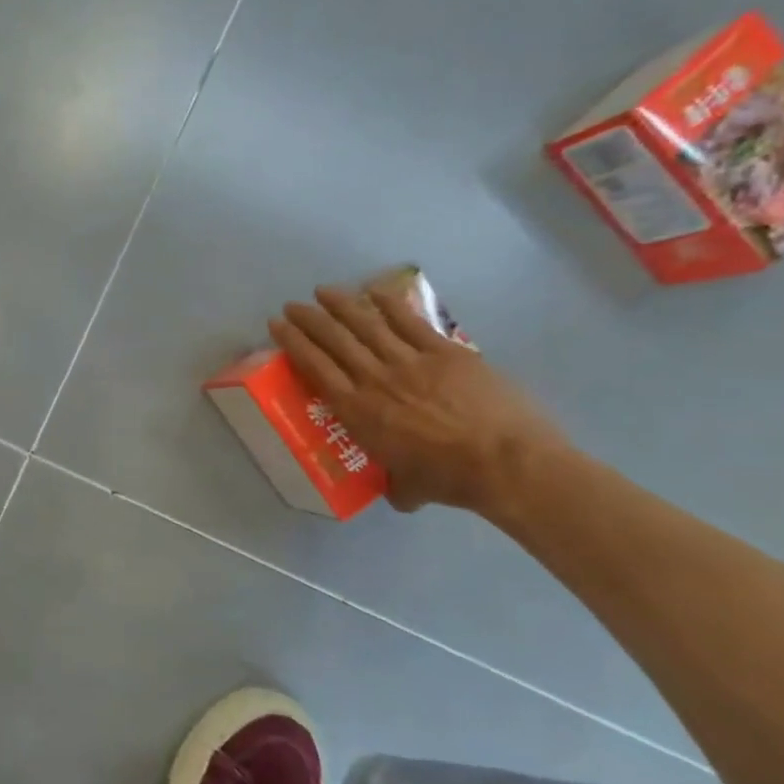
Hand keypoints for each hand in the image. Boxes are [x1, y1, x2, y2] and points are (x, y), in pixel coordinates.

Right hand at [269, 286, 567, 515]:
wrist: (506, 462)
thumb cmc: (450, 479)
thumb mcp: (407, 487)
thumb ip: (395, 484)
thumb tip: (396, 492)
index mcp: (357, 411)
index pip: (315, 367)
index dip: (293, 342)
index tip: (277, 325)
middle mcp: (375, 379)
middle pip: (334, 339)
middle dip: (309, 319)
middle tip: (293, 305)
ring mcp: (410, 361)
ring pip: (367, 325)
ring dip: (342, 305)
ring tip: (323, 291)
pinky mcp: (445, 353)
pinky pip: (410, 322)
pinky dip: (389, 305)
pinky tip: (374, 292)